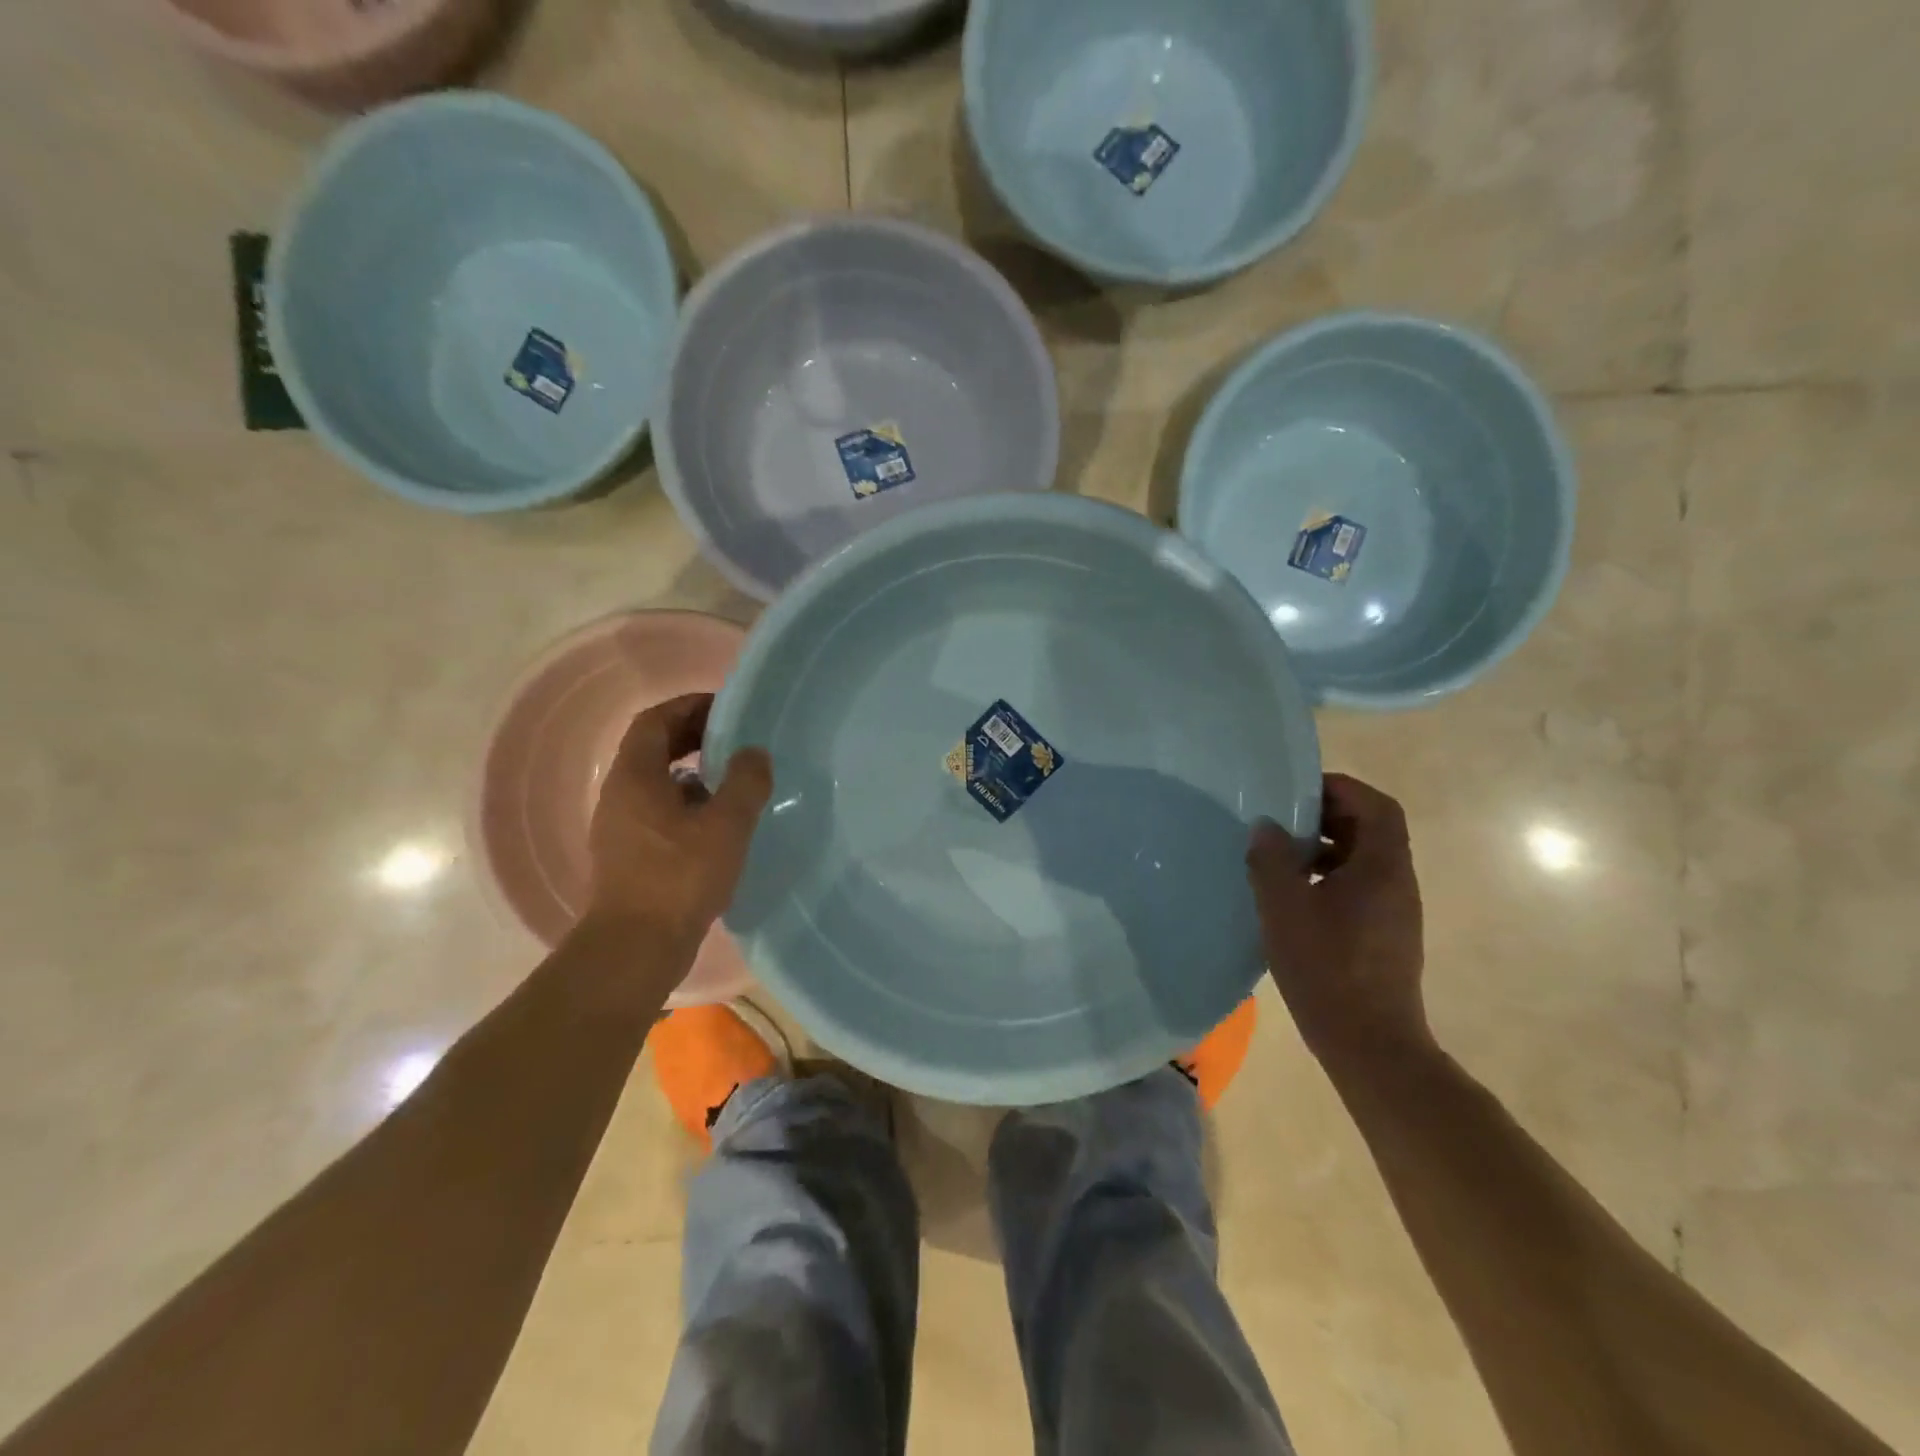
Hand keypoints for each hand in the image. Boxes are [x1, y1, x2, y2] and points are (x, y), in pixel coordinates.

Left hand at [585, 694, 772, 957]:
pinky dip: (687, 802)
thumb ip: (745, 783)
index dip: (688, 706)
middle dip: (692, 735)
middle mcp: (620, 794)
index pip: (655, 721)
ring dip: (691, 771)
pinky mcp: (629, 855)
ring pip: (656, 782)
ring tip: (732, 778)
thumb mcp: (725, 826)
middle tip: (734, 737)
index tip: (726, 707)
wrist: (635, 948)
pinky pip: (658, 811)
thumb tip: (755, 753)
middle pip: (653, 748)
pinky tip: (718, 822)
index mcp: (636, 777)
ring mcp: (621, 827)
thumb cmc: (679, 878)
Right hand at [1245, 773, 1434, 1076]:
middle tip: (1282, 820)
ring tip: (1280, 857)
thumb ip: (1271, 860)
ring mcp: (1394, 912)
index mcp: (1383, 868)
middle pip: (1372, 830)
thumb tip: (1266, 827)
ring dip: (1325, 849)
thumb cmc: (1327, 968)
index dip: (1341, 789)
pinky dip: (1328, 877)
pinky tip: (1292, 897)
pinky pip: (1359, 888)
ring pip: (1363, 861)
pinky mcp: (1384, 936)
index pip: (1377, 807)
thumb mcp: (1284, 908)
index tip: (1299, 790)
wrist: (1370, 1045)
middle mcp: (1398, 883)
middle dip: (1328, 817)